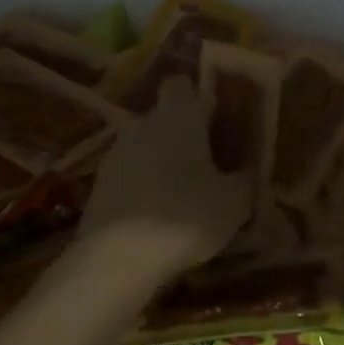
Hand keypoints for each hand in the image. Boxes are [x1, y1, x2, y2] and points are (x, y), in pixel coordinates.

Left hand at [81, 76, 250, 277]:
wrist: (116, 260)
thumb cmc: (184, 215)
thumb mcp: (234, 202)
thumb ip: (244, 180)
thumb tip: (245, 173)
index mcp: (178, 115)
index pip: (182, 84)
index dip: (199, 98)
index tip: (216, 120)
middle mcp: (143, 124)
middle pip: (164, 118)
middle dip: (184, 136)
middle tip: (210, 164)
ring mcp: (115, 155)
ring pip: (145, 148)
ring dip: (162, 164)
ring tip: (185, 196)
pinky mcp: (98, 188)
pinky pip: (129, 177)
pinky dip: (143, 190)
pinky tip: (159, 218)